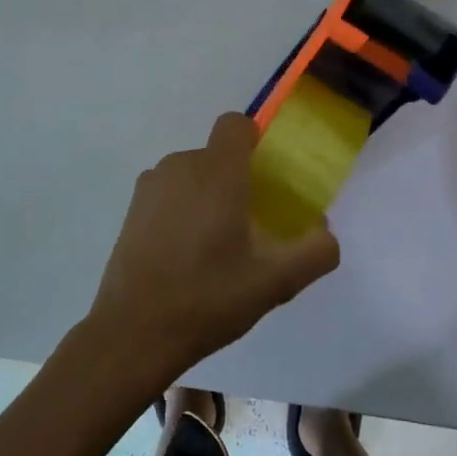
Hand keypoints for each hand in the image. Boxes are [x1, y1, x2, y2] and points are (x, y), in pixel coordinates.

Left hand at [85, 113, 340, 388]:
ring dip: (208, 198)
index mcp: (216, 172)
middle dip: (236, 181)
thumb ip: (315, 251)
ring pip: (192, 176)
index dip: (255, 142)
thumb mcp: (276, 282)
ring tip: (217, 249)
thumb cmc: (209, 298)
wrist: (134, 331)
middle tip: (250, 229)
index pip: (235, 125)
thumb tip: (325, 232)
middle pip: (217, 156)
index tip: (267, 180)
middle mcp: (180, 166)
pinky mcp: (132, 208)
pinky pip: (169, 193)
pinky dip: (182, 211)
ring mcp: (150, 186)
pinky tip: (185, 256)